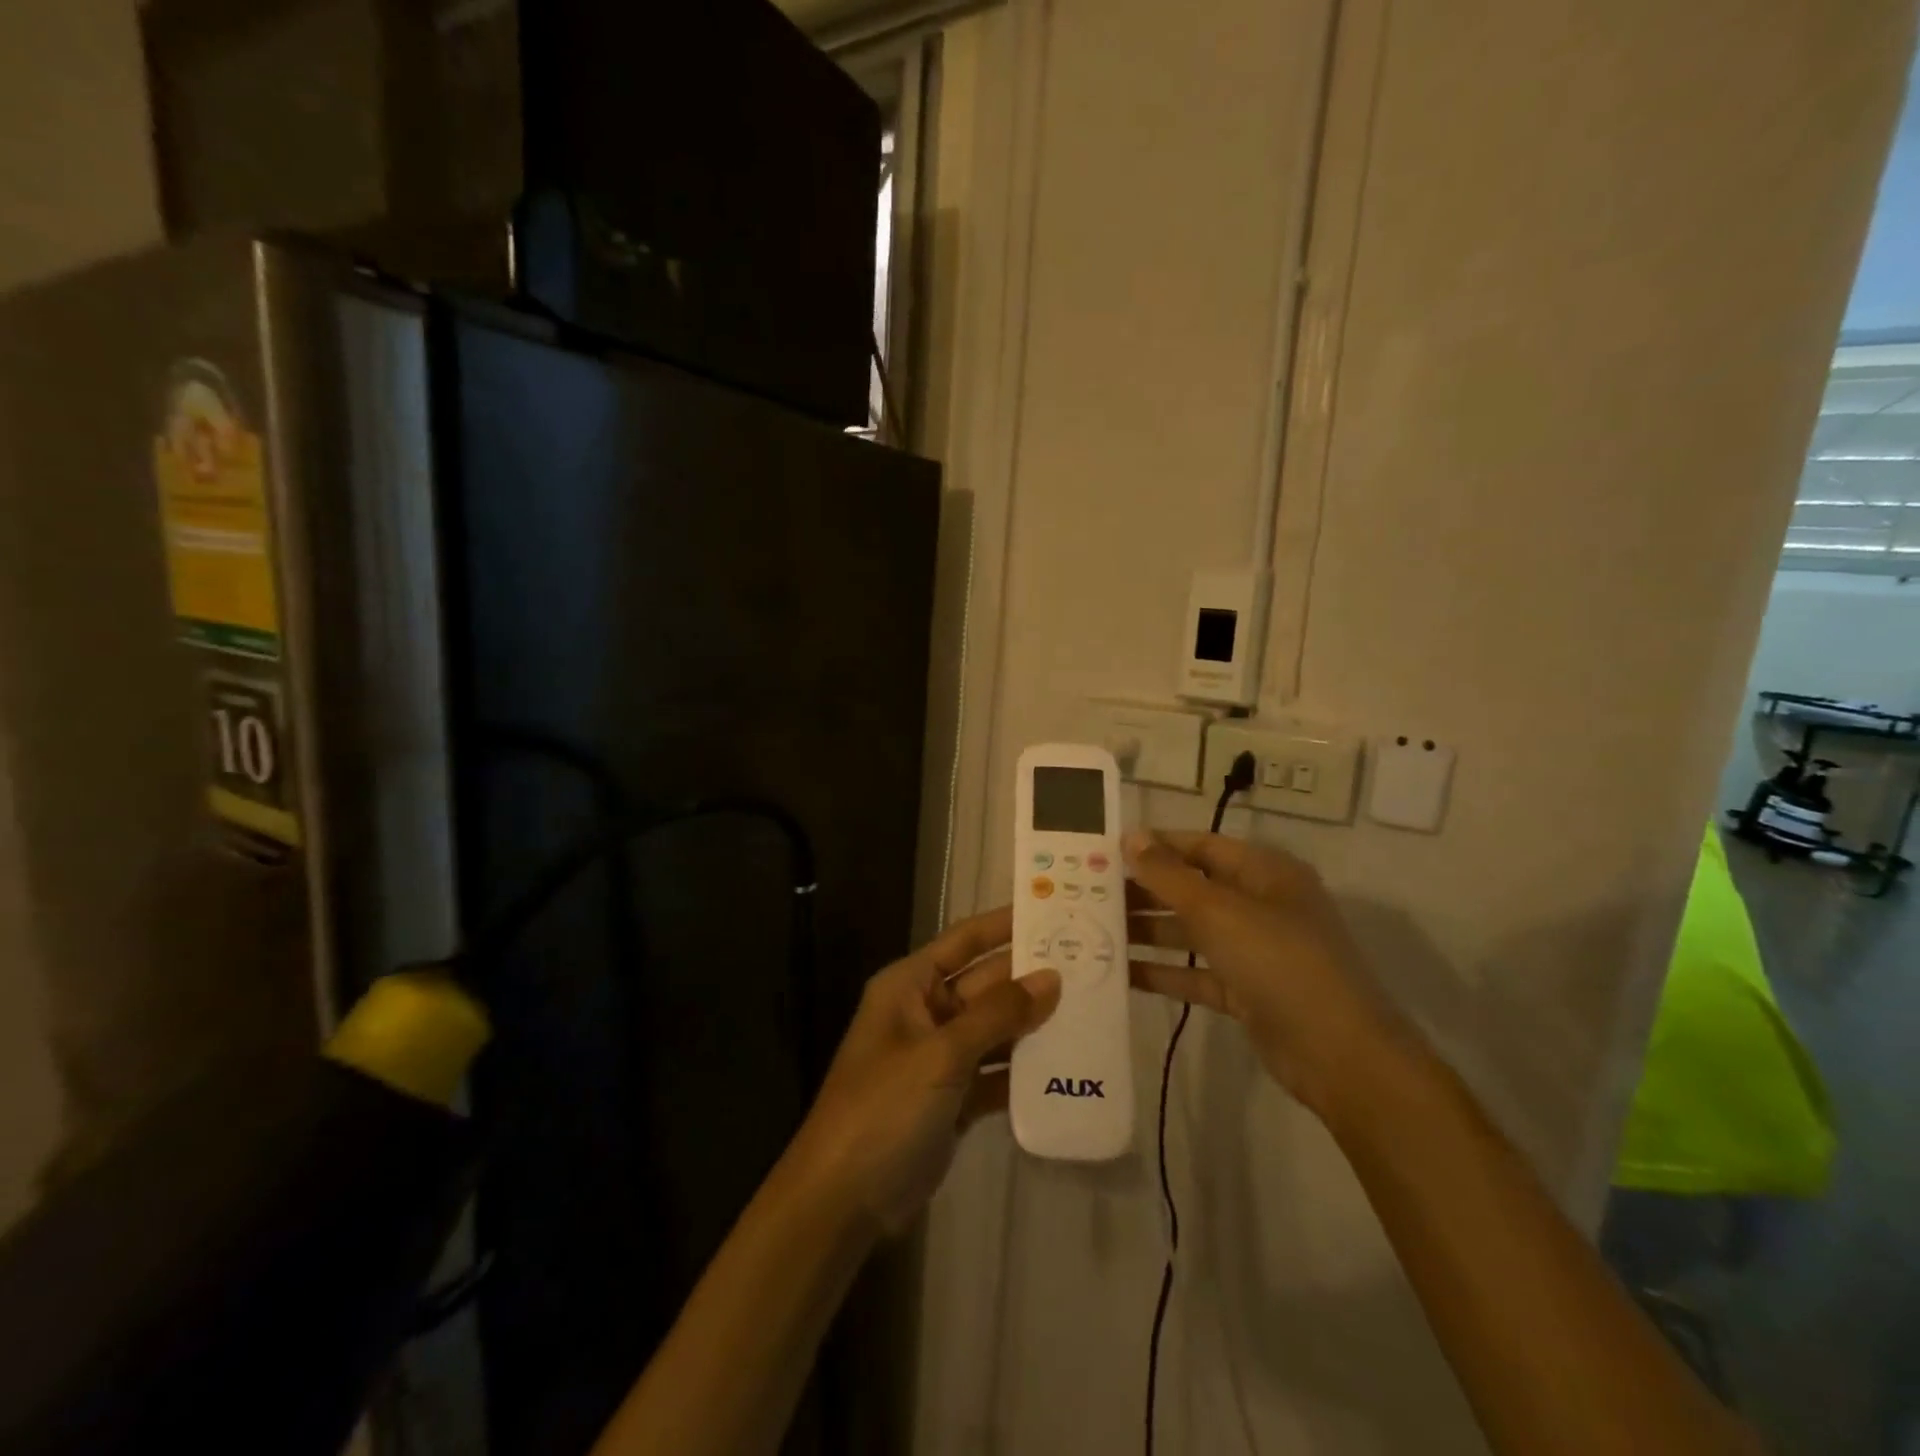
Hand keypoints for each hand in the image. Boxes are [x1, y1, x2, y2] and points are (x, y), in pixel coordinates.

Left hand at [784, 908, 1060, 1236]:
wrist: (843, 1199)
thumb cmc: (884, 1107)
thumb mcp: (941, 1054)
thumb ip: (998, 1014)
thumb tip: (1051, 977)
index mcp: (910, 985)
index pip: (964, 940)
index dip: (1004, 923)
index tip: (1052, 910)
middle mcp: (925, 1012)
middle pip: (986, 984)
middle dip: (1031, 976)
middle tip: (1090, 964)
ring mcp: (940, 1057)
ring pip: (996, 1029)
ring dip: (1034, 1023)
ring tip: (1091, 1008)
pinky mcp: (954, 1098)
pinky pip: (996, 1071)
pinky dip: (1025, 1070)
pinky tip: (1068, 1065)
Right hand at [1124, 828, 1406, 1117]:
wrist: (1340, 1055)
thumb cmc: (1279, 962)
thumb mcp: (1219, 912)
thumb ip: (1170, 875)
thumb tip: (1132, 836)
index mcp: (1264, 873)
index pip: (1201, 845)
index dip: (1156, 846)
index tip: (1107, 850)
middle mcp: (1260, 905)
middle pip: (1193, 889)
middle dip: (1145, 891)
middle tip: (1091, 894)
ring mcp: (1255, 951)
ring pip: (1192, 932)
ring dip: (1149, 932)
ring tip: (1095, 931)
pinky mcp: (1247, 992)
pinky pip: (1197, 973)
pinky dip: (1164, 972)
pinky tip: (1121, 974)